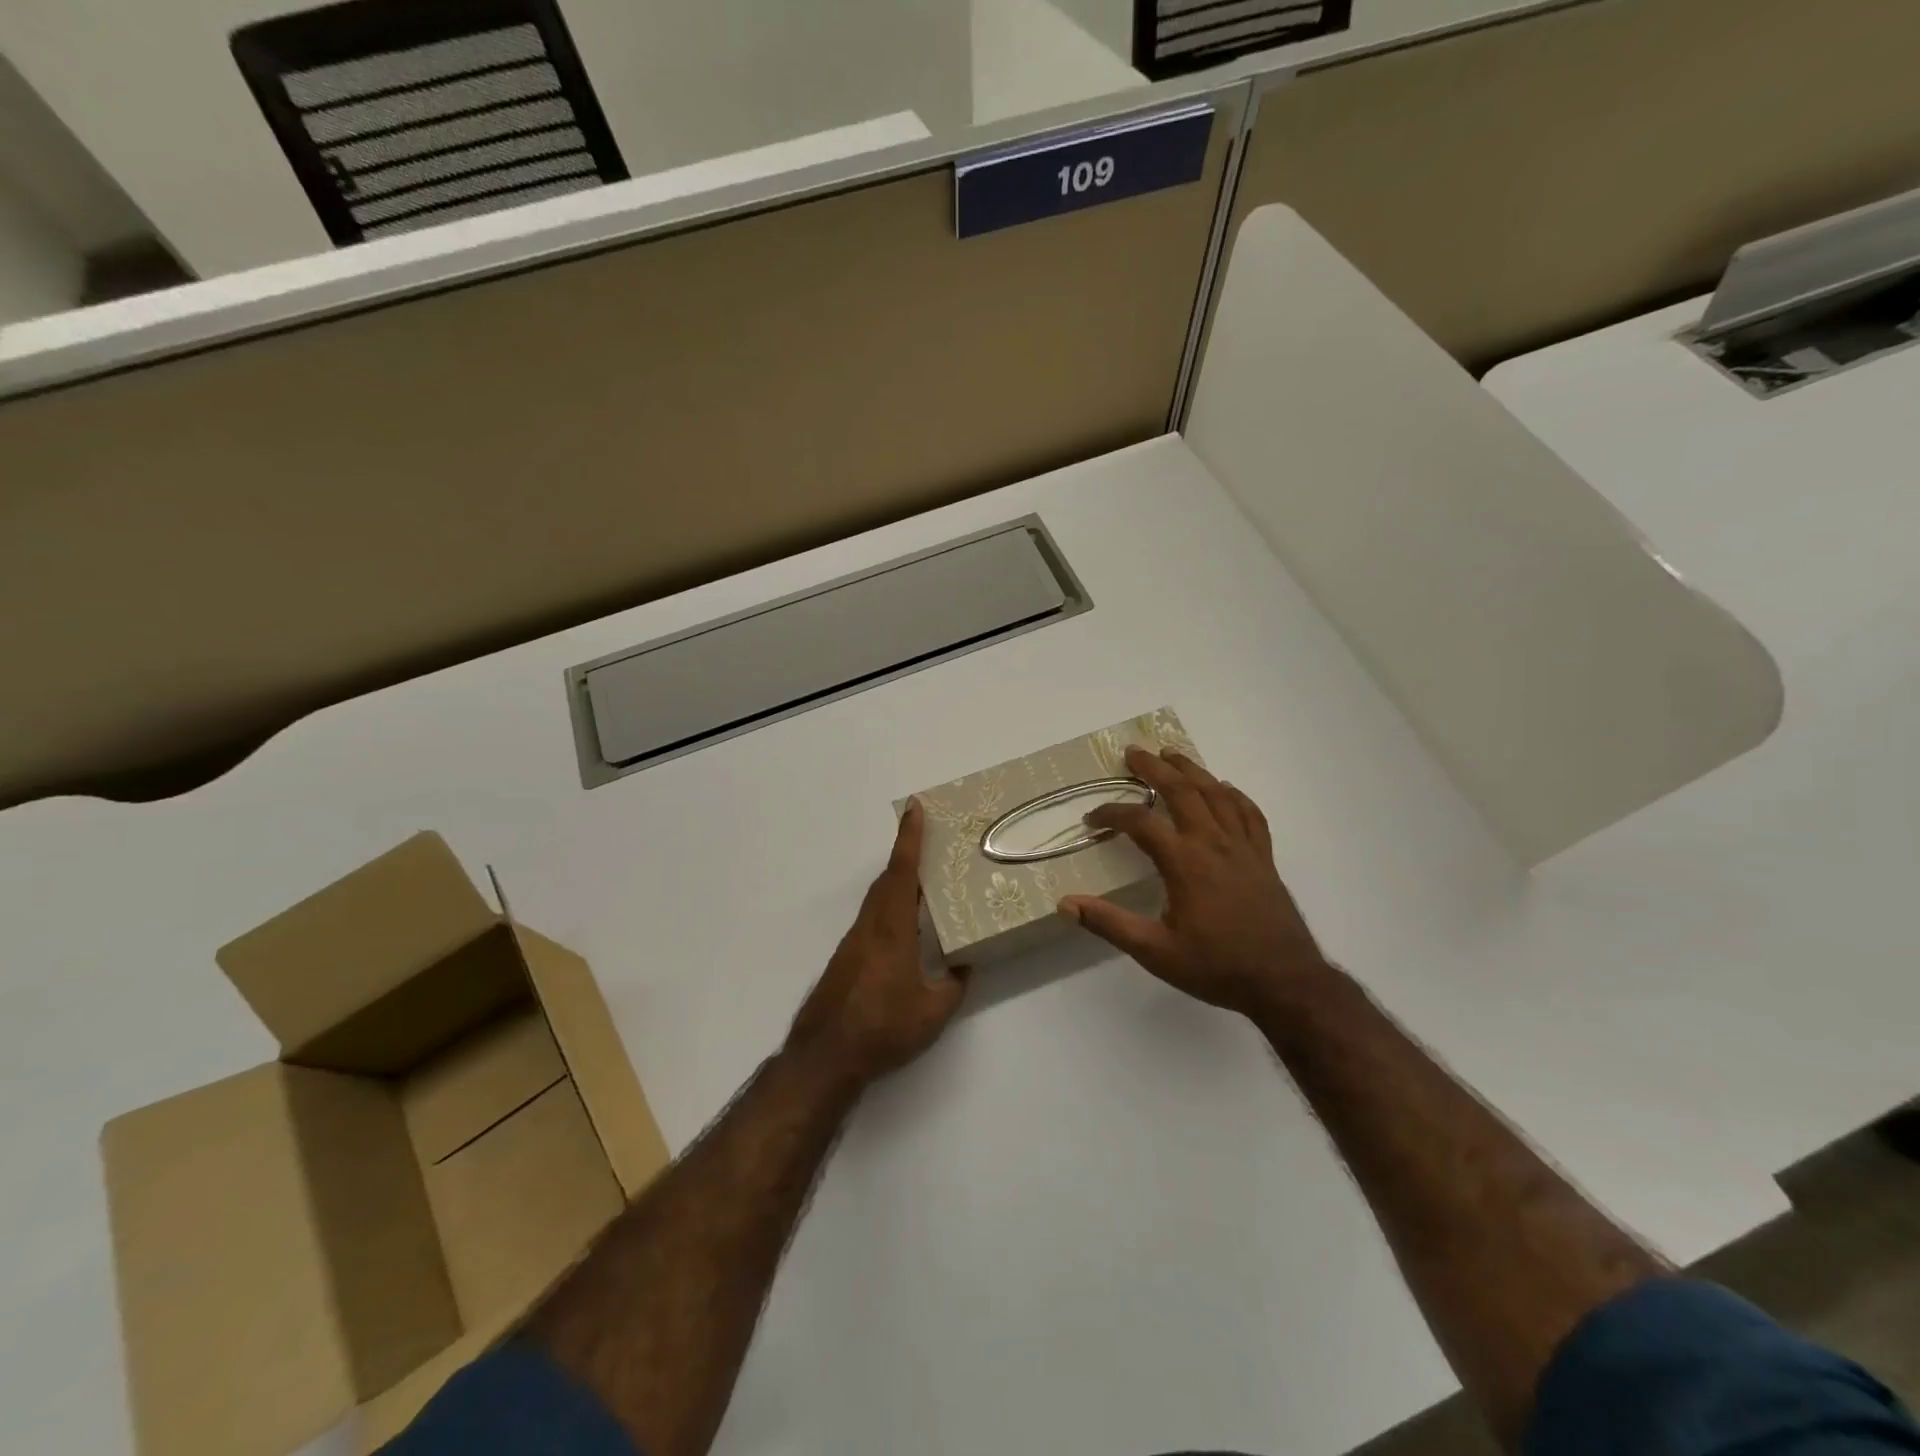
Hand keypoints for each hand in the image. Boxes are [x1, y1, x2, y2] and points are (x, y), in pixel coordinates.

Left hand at [786, 800, 968, 1086]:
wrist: (825, 1056)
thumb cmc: (883, 1029)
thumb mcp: (933, 1013)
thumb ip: (954, 985)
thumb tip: (965, 966)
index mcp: (892, 930)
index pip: (902, 872)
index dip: (909, 838)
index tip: (914, 808)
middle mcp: (870, 927)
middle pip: (888, 880)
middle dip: (906, 855)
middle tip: (929, 841)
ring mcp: (854, 942)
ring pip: (878, 899)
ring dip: (898, 882)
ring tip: (924, 881)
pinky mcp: (846, 959)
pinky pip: (872, 919)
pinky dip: (889, 907)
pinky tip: (905, 928)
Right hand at [1059, 746, 1332, 1016]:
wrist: (1284, 982)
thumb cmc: (1216, 967)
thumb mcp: (1155, 952)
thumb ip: (1110, 924)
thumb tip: (1066, 904)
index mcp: (1185, 862)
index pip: (1140, 823)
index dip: (1111, 814)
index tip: (1091, 820)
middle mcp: (1214, 844)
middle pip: (1182, 791)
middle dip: (1154, 768)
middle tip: (1133, 752)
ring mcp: (1243, 847)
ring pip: (1216, 794)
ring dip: (1192, 770)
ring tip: (1172, 755)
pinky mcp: (1264, 858)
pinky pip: (1250, 814)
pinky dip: (1234, 795)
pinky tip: (1225, 789)